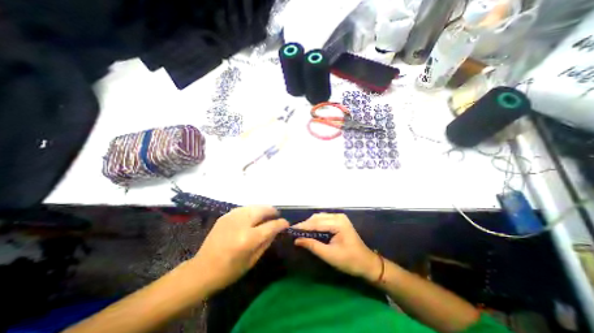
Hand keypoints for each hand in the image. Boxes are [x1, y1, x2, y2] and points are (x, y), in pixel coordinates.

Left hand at [191, 205, 289, 293]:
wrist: (201, 270)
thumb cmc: (229, 271)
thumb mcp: (252, 260)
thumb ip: (267, 241)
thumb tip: (277, 229)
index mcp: (249, 238)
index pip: (271, 225)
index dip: (281, 223)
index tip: (286, 224)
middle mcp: (241, 224)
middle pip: (262, 209)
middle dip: (273, 211)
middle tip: (276, 216)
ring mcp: (232, 217)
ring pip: (254, 206)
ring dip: (263, 209)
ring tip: (267, 214)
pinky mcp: (225, 216)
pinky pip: (244, 208)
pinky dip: (252, 210)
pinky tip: (253, 216)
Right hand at [292, 214, 379, 281]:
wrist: (367, 263)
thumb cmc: (350, 261)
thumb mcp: (330, 255)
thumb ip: (313, 246)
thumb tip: (297, 240)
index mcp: (338, 223)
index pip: (316, 223)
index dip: (303, 226)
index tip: (291, 229)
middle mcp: (338, 216)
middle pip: (317, 218)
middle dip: (306, 224)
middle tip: (294, 231)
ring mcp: (340, 217)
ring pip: (320, 217)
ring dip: (310, 223)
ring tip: (300, 231)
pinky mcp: (339, 221)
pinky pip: (324, 219)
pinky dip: (316, 224)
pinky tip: (310, 229)